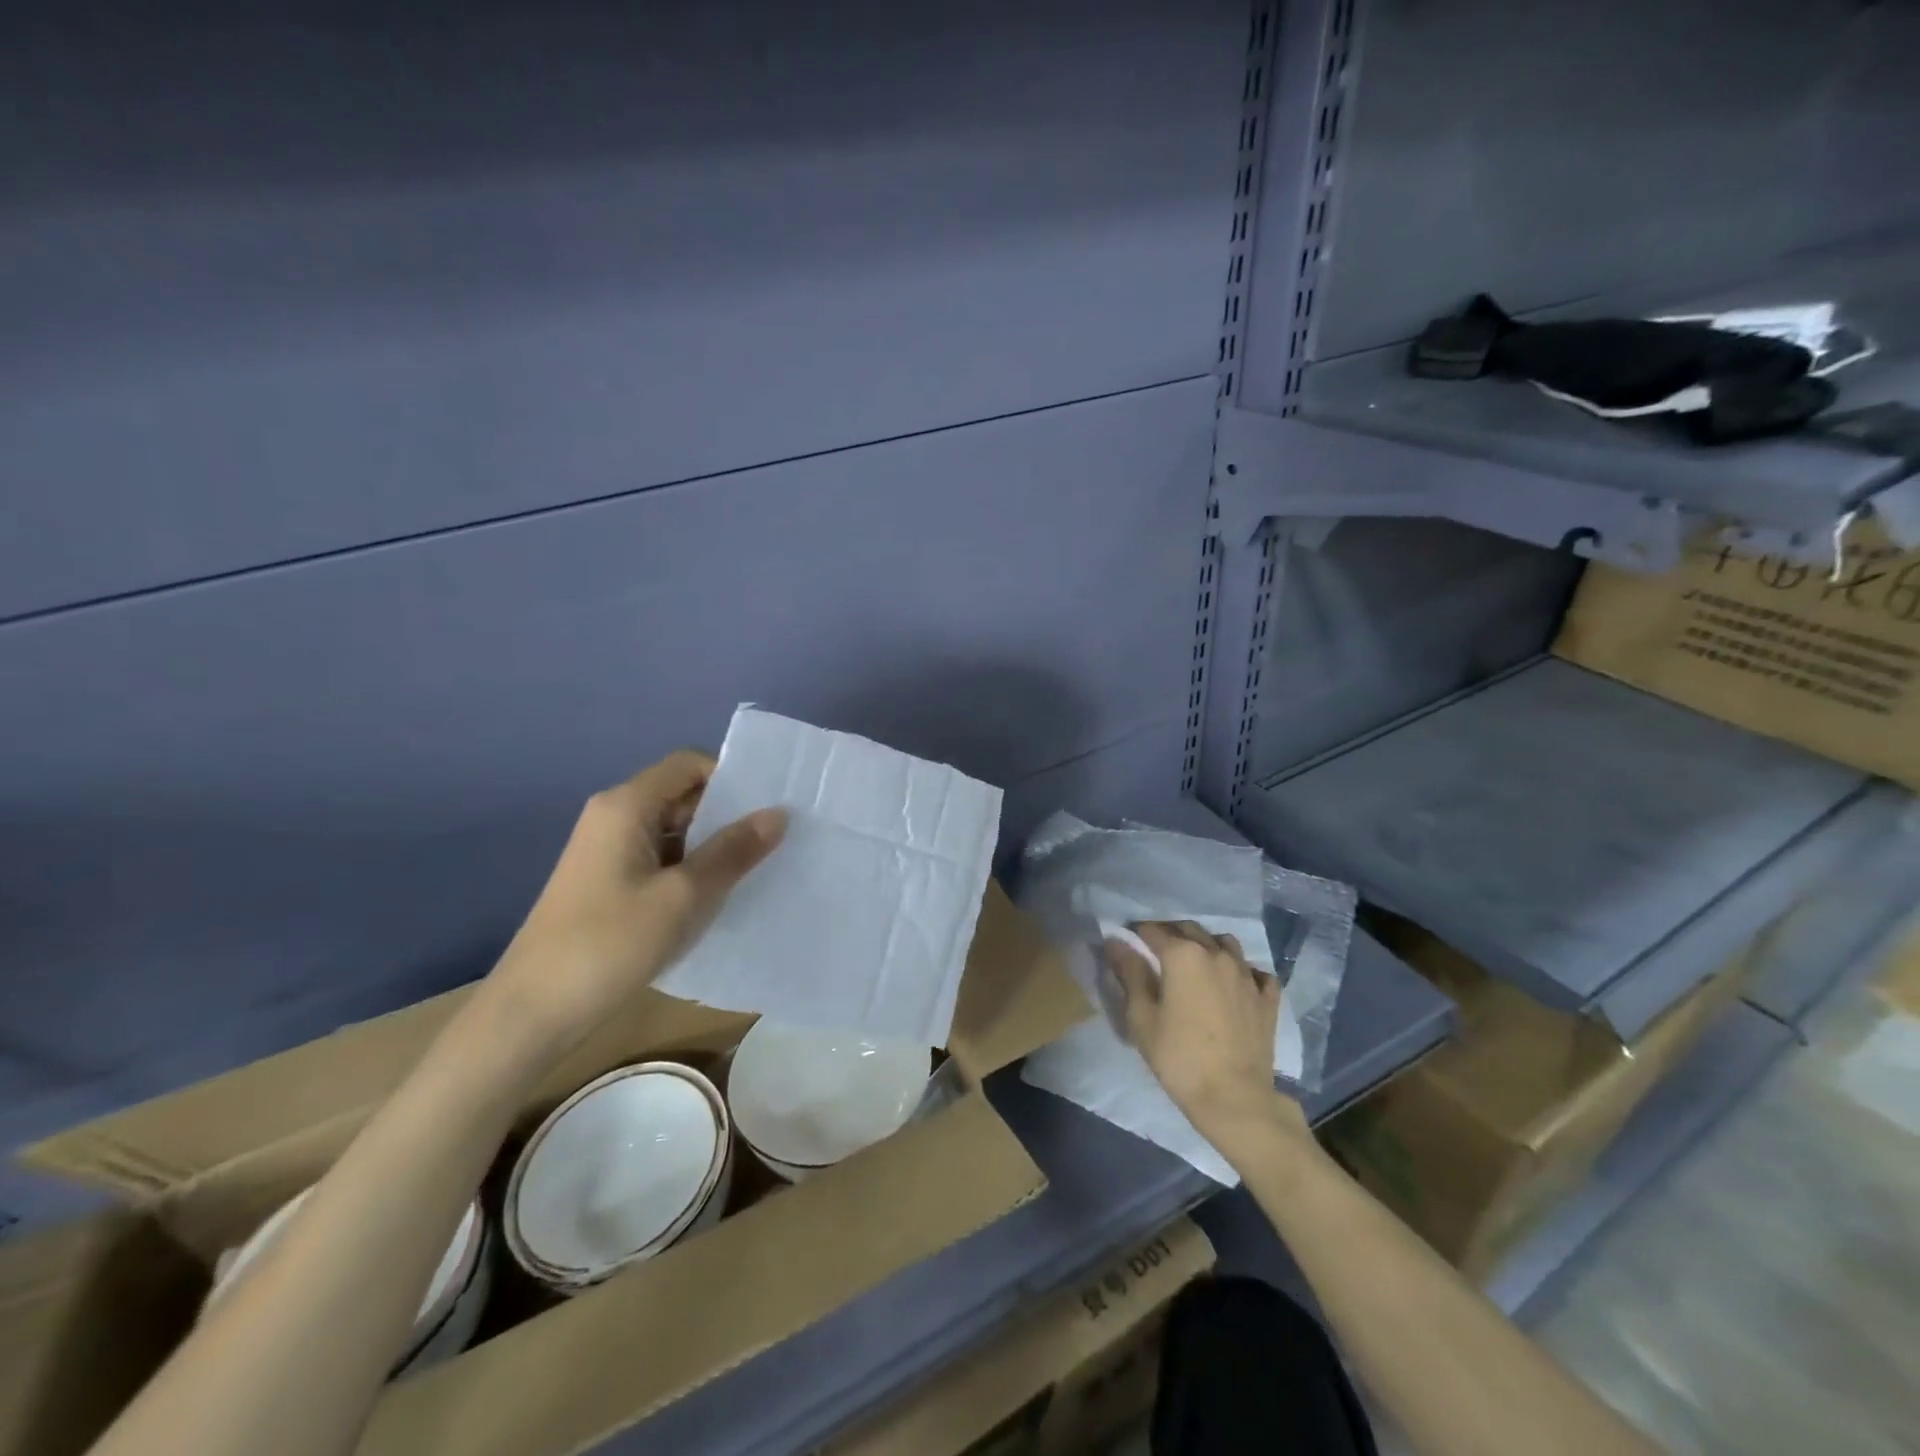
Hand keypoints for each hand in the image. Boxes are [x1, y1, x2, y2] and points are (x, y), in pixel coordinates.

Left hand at [486, 751, 786, 1047]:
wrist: (532, 1012)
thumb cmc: (610, 944)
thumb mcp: (684, 896)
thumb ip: (733, 851)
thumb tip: (779, 813)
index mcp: (627, 805)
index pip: (690, 764)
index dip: (732, 778)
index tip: (769, 808)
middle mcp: (614, 816)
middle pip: (683, 794)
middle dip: (728, 814)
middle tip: (775, 841)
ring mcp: (607, 850)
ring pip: (674, 830)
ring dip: (712, 845)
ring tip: (756, 869)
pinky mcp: (606, 881)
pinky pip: (660, 858)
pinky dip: (690, 868)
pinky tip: (716, 896)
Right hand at [1106, 922, 1307, 1156]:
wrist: (1235, 1098)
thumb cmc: (1179, 1057)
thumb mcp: (1142, 1017)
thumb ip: (1130, 973)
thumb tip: (1116, 941)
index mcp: (1183, 955)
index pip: (1153, 930)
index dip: (1136, 934)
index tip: (1126, 943)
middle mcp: (1216, 954)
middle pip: (1189, 929)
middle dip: (1170, 934)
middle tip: (1156, 954)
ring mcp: (1246, 974)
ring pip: (1224, 943)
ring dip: (1207, 946)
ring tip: (1196, 965)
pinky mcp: (1267, 997)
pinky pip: (1254, 971)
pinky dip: (1241, 971)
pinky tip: (1234, 985)